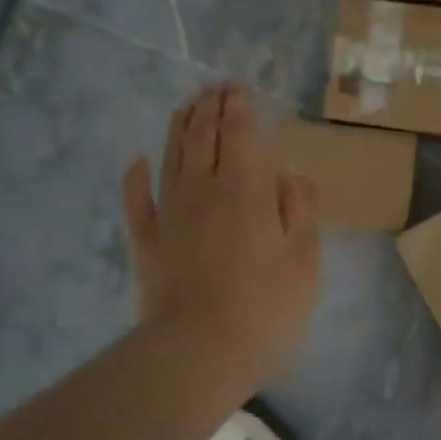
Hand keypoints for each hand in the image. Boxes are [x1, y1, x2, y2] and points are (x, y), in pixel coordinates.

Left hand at [122, 82, 319, 391]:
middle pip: (203, 137)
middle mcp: (202, 190)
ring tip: (187, 105)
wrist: (198, 352)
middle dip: (210, 107)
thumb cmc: (266, 307)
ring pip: (171, 157)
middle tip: (215, 87)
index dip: (239, 107)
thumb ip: (299, 208)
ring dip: (179, 127)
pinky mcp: (145, 242)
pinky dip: (135, 176)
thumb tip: (286, 171)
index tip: (239, 87)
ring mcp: (168, 214)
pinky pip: (136, 200)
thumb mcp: (305, 259)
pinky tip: (137, 159)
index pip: (240, 134)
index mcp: (246, 189)